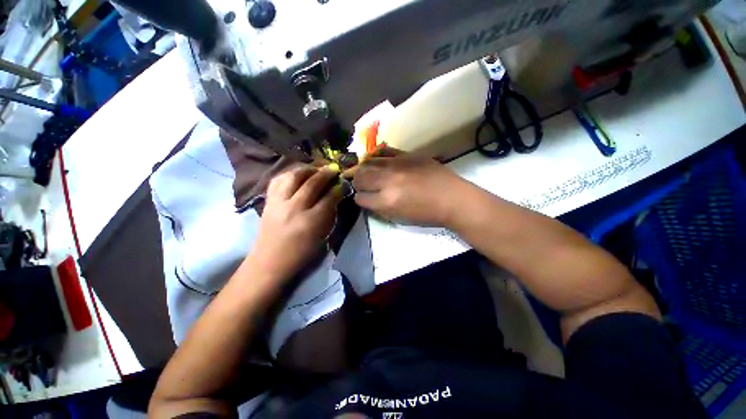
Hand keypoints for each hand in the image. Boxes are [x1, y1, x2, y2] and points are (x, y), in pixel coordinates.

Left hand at [245, 167, 342, 281]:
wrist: (269, 262)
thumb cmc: (300, 254)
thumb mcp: (321, 237)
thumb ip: (329, 215)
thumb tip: (334, 197)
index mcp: (311, 222)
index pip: (329, 198)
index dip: (338, 189)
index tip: (344, 183)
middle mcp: (294, 208)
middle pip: (312, 183)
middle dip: (325, 173)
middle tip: (333, 169)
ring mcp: (278, 203)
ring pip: (293, 177)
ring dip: (307, 169)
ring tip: (315, 169)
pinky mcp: (268, 202)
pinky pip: (277, 180)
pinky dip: (288, 174)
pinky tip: (296, 174)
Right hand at [349, 148, 468, 226]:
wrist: (452, 198)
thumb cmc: (427, 214)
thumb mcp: (399, 218)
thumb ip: (379, 208)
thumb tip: (368, 199)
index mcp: (386, 201)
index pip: (360, 197)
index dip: (359, 199)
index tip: (363, 199)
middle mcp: (388, 181)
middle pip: (360, 177)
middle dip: (357, 182)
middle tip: (361, 185)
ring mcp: (397, 165)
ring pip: (368, 162)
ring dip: (364, 169)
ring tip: (366, 172)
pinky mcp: (406, 155)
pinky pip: (384, 151)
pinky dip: (377, 156)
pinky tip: (378, 161)